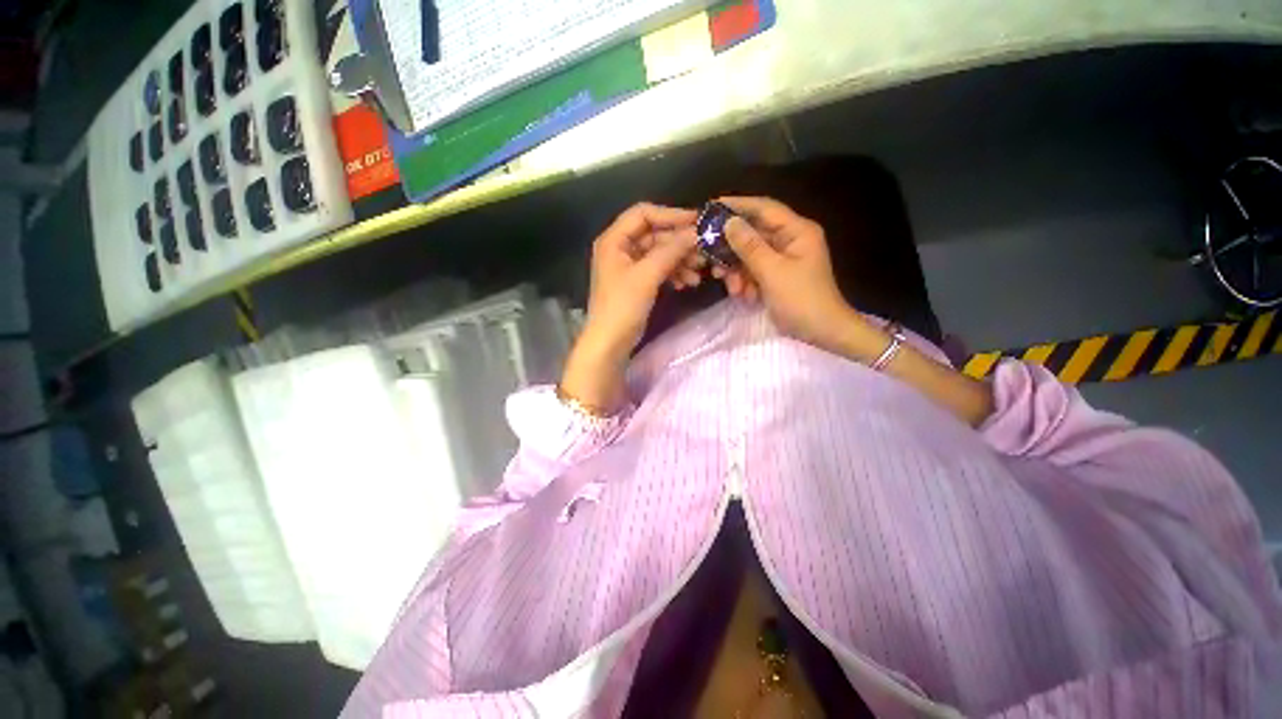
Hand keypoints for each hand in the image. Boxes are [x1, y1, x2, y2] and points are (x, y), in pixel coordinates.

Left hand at [561, 203, 697, 410]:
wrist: (610, 343)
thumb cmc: (622, 306)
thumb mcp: (647, 275)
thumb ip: (671, 250)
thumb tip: (696, 232)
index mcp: (614, 239)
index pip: (643, 214)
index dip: (670, 215)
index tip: (697, 221)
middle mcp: (620, 248)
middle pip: (654, 235)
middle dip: (679, 243)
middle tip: (703, 252)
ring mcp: (629, 266)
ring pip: (659, 253)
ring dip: (679, 260)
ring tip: (699, 272)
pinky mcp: (637, 282)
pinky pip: (658, 269)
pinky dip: (673, 273)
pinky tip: (686, 283)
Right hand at [717, 196, 857, 351]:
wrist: (822, 333)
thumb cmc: (801, 299)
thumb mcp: (772, 272)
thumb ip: (749, 246)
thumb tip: (729, 222)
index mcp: (797, 231)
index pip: (764, 208)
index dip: (738, 205)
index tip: (712, 207)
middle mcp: (790, 240)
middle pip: (753, 234)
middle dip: (733, 251)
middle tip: (713, 263)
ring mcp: (783, 259)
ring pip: (750, 256)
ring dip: (738, 272)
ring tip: (734, 290)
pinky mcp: (776, 275)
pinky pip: (754, 271)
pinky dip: (746, 282)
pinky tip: (744, 296)